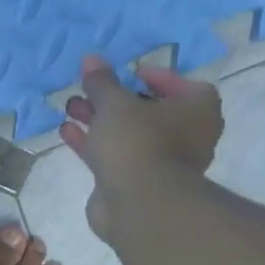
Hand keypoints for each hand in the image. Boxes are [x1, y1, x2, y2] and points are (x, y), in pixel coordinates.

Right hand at [59, 54, 223, 240]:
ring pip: (127, 134)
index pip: (185, 85)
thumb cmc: (138, 142)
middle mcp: (186, 136)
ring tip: (71, 106)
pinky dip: (93, 143)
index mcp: (197, 111)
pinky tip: (67, 131)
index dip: (157, 76)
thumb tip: (91, 59)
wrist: (139, 205)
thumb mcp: (115, 103)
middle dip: (116, 99)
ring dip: (99, 120)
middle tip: (90, 89)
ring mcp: (160, 163)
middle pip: (149, 110)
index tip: (130, 73)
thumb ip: (101, 81)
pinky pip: (114, 155)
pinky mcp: (135, 183)